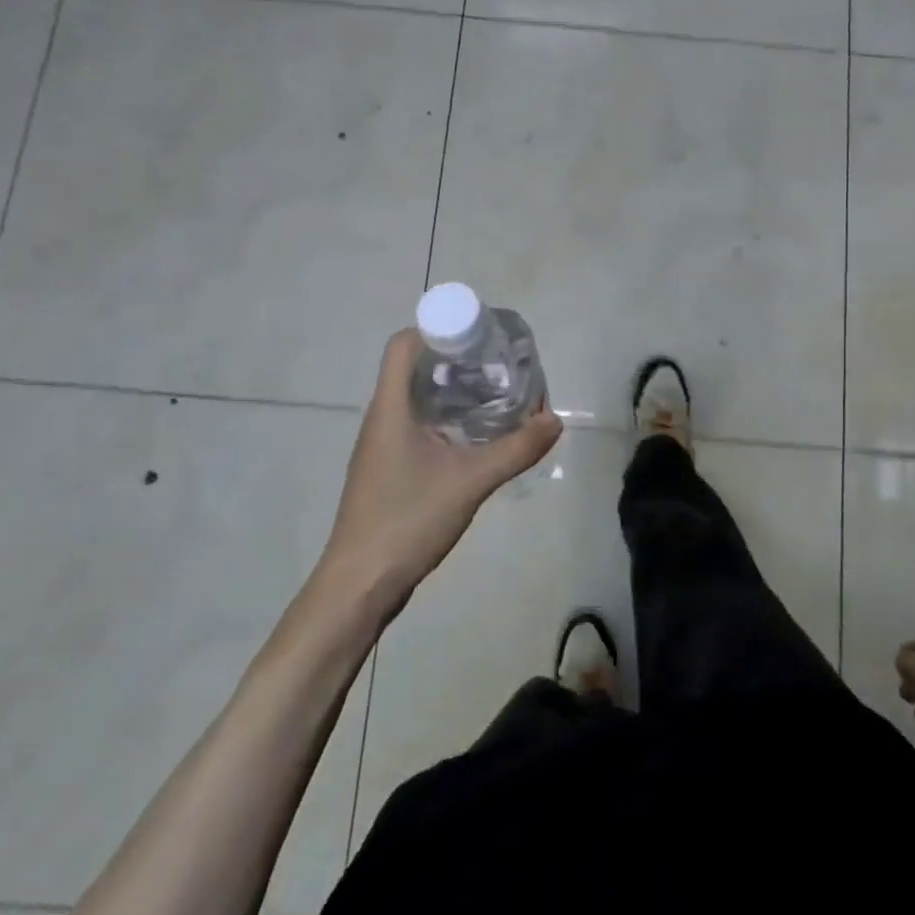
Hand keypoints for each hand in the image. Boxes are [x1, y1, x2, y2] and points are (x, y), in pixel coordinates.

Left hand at [317, 329, 560, 621]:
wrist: (359, 584)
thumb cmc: (406, 521)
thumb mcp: (469, 482)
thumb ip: (515, 450)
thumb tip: (554, 421)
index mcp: (391, 407)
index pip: (404, 344)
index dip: (438, 329)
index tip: (479, 338)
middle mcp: (383, 417)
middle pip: (415, 367)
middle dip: (458, 360)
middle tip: (500, 367)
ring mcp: (384, 445)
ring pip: (419, 398)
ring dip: (455, 391)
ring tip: (497, 397)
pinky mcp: (390, 468)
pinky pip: (420, 425)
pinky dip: (449, 419)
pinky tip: (478, 438)